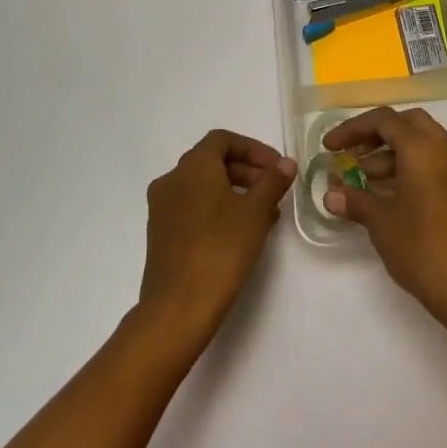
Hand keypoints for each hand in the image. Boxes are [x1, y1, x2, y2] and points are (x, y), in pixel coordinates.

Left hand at [138, 130, 296, 336]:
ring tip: (266, 216)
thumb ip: (272, 182)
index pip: (223, 140)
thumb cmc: (221, 249)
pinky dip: (218, 209)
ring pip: (204, 187)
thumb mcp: (255, 212)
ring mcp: (162, 208)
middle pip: (213, 162)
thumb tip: (286, 163)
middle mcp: (171, 180)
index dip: (254, 149)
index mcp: (192, 167)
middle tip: (275, 191)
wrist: (178, 307)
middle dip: (248, 172)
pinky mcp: (160, 234)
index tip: (277, 168)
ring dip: (236, 192)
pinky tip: (241, 233)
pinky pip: (193, 208)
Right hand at [322, 107, 446, 318]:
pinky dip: (409, 167)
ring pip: (422, 143)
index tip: (329, 147)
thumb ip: (355, 201)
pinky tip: (388, 194)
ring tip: (363, 180)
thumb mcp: (380, 222)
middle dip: (376, 135)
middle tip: (352, 154)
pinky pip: (434, 163)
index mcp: (423, 149)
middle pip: (407, 124)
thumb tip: (331, 196)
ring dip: (391, 154)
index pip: (384, 121)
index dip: (352, 129)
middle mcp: (445, 150)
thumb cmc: (420, 248)